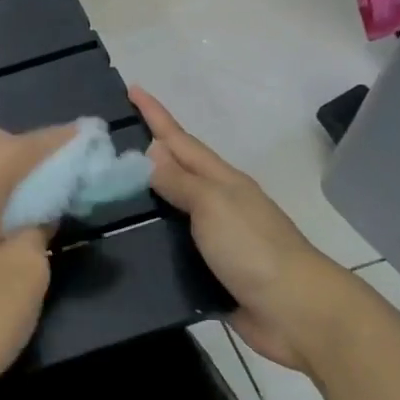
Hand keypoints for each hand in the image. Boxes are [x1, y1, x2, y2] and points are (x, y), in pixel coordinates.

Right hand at [131, 86, 355, 370]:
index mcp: (221, 181)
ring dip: (143, 197)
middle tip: (104, 144)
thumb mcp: (214, 204)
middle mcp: (216, 204)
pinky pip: (171, 246)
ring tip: (104, 191)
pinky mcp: (208, 269)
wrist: (295, 310)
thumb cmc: (254, 249)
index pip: (180, 141)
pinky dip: (150, 237)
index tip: (131, 89)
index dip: (155, 116)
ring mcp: (214, 237)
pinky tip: (126, 242)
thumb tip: (151, 154)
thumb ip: (180, 182)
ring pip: (170, 208)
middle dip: (144, 153)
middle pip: (175, 171)